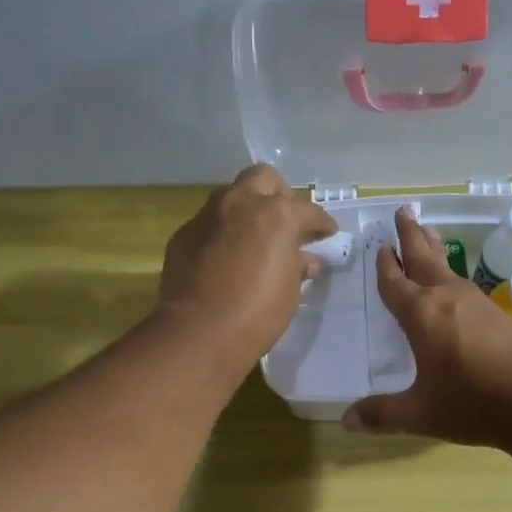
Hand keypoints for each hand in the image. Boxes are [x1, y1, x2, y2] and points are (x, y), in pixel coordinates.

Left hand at [158, 164, 335, 364]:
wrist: (200, 332)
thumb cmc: (258, 313)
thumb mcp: (289, 291)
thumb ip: (298, 266)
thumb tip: (307, 260)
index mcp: (276, 214)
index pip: (308, 210)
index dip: (321, 223)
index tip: (327, 233)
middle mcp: (240, 204)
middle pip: (263, 179)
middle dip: (279, 195)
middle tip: (286, 222)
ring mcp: (207, 216)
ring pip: (231, 197)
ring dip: (246, 211)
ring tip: (255, 239)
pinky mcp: (184, 235)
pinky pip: (209, 224)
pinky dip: (222, 234)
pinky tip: (226, 258)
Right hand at [344, 207, 511, 446]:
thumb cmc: (471, 404)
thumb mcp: (420, 413)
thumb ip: (382, 414)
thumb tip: (346, 422)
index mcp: (420, 315)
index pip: (395, 283)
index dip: (385, 266)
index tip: (379, 247)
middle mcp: (445, 298)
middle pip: (423, 257)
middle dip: (410, 235)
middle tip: (403, 211)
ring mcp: (474, 301)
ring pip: (446, 266)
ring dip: (433, 247)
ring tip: (427, 231)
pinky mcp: (496, 312)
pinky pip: (463, 281)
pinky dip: (451, 270)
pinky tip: (453, 280)